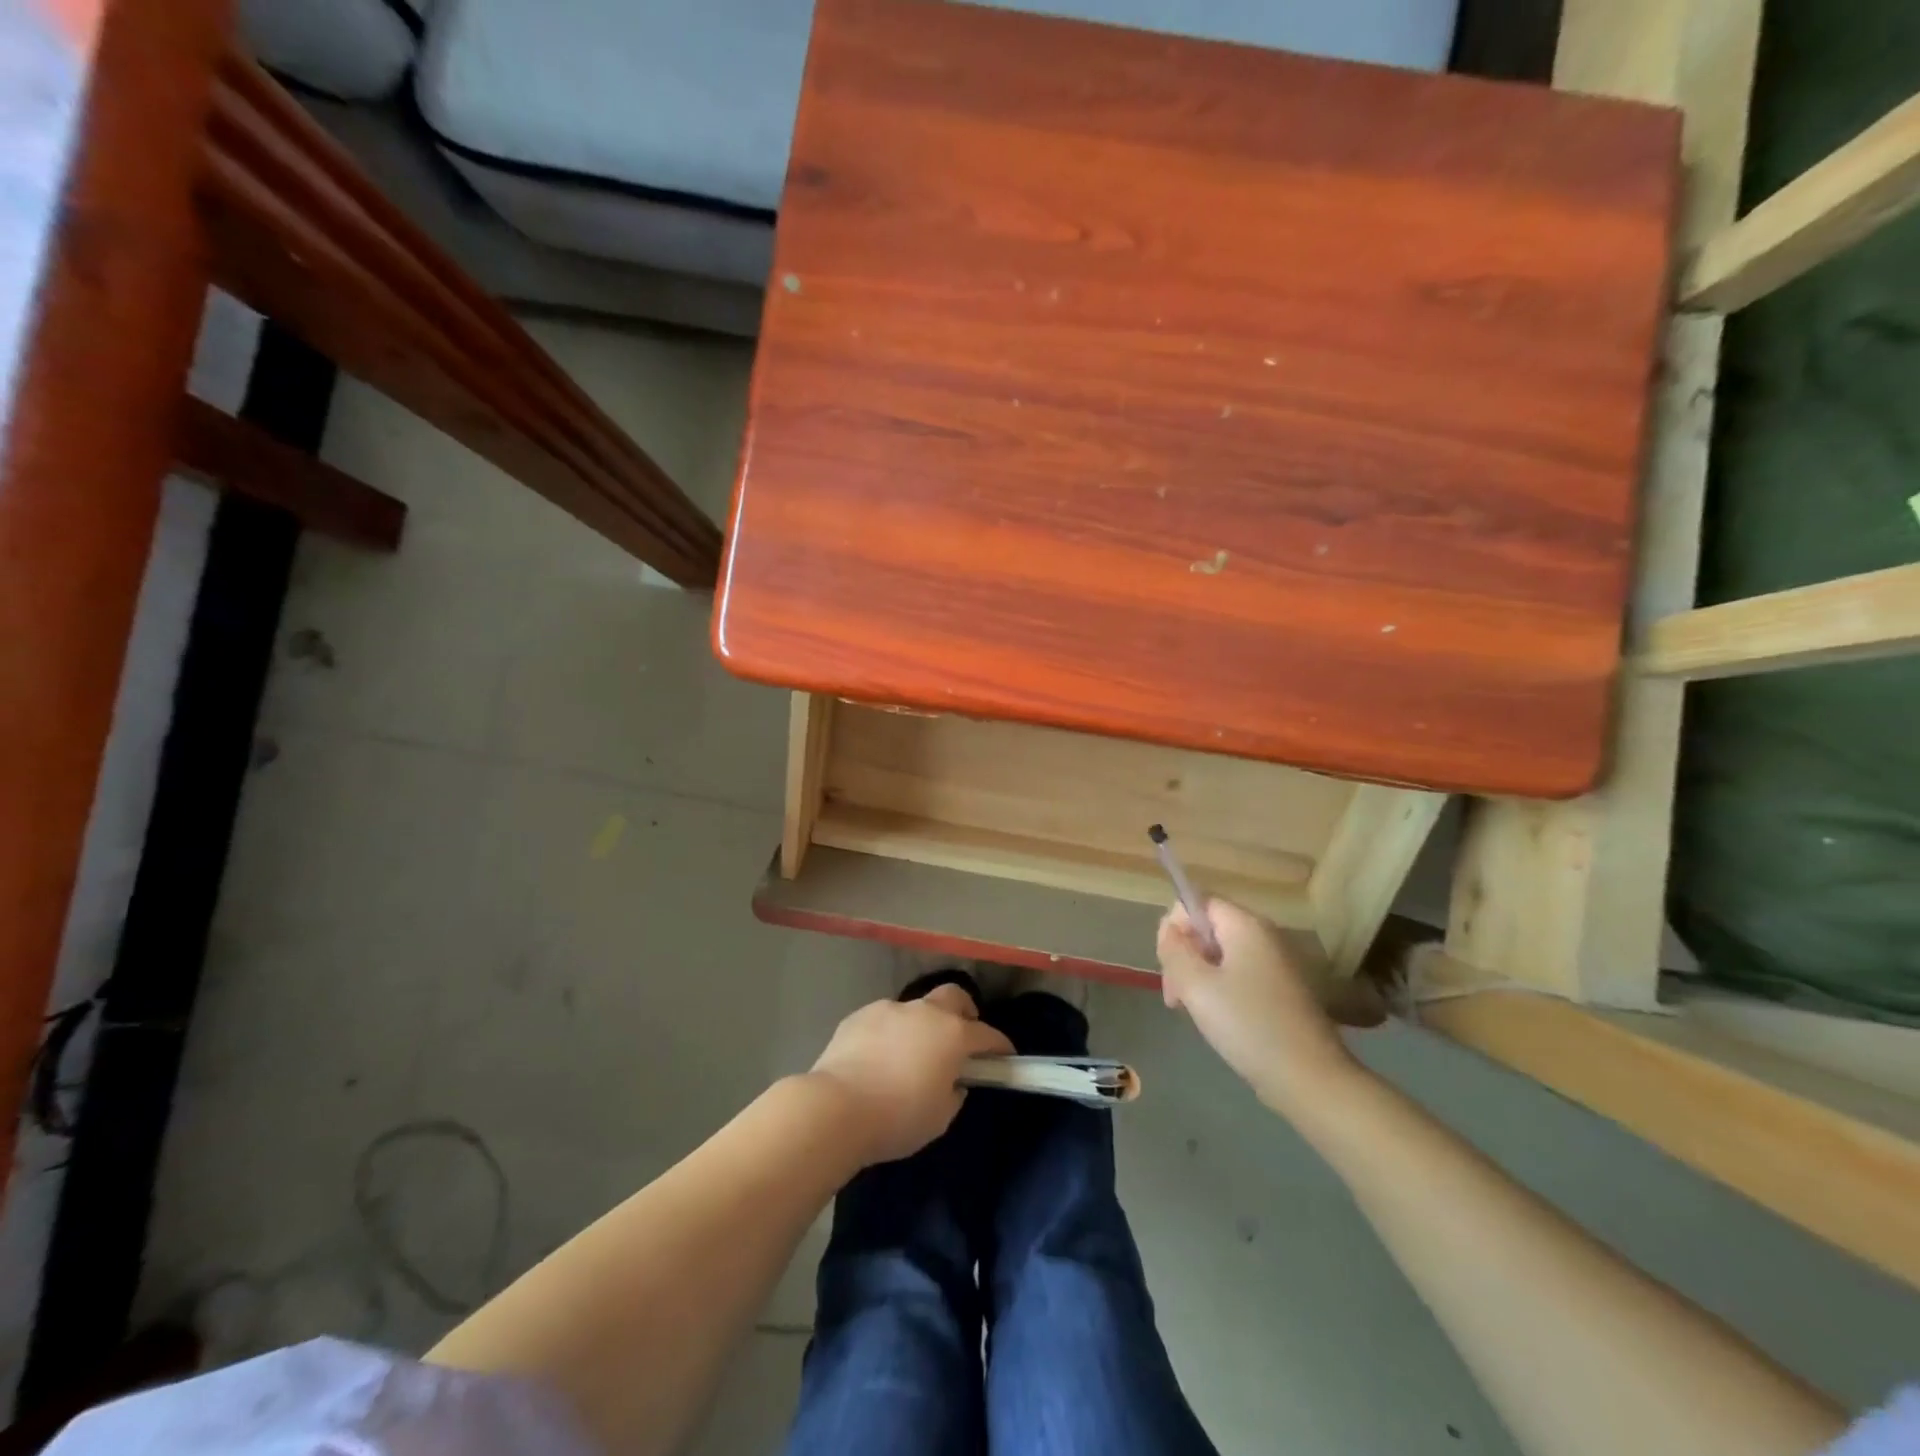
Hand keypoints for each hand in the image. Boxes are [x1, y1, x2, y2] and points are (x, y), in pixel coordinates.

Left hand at [808, 984, 1013, 1165]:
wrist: (836, 1108)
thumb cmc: (897, 1118)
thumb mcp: (939, 1118)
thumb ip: (953, 1092)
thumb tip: (952, 1081)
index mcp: (952, 1034)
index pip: (987, 1034)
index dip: (999, 1045)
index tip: (1004, 1056)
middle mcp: (924, 1012)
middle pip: (953, 997)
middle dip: (964, 1012)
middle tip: (962, 1036)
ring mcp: (889, 1009)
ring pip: (914, 1009)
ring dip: (920, 1026)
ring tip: (909, 1055)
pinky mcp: (859, 1015)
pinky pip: (884, 1020)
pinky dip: (889, 1034)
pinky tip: (878, 1059)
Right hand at [1158, 898, 1375, 1114]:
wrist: (1310, 1078)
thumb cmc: (1248, 1024)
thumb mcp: (1196, 985)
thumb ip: (1174, 950)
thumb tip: (1169, 931)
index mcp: (1245, 925)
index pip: (1197, 902)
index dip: (1174, 927)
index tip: (1168, 966)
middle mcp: (1264, 935)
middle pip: (1208, 929)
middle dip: (1184, 957)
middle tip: (1176, 998)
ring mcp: (1276, 964)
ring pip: (1221, 956)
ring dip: (1199, 977)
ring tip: (1193, 1013)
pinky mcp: (1282, 991)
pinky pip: (1240, 976)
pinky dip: (1221, 991)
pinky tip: (1218, 1021)